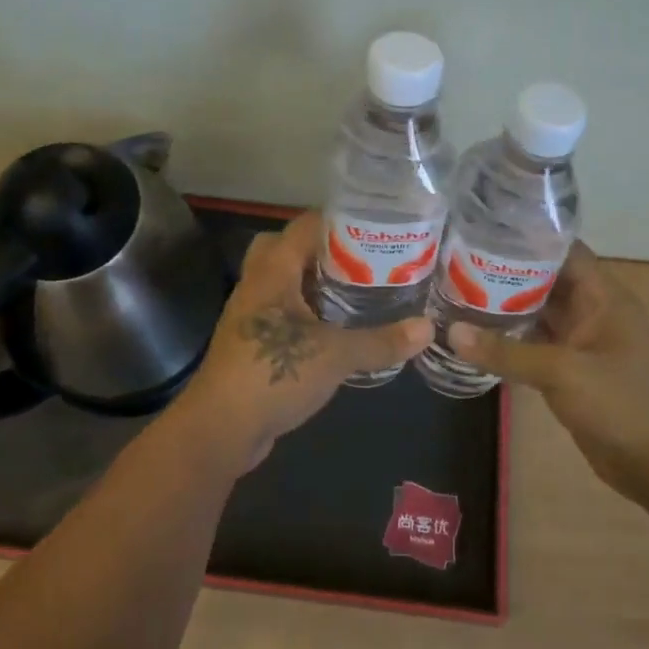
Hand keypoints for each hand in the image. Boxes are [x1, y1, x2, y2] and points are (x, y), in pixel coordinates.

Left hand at [175, 211, 433, 469]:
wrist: (220, 428)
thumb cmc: (273, 375)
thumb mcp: (336, 356)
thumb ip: (381, 341)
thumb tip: (428, 328)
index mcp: (272, 272)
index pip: (303, 226)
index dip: (338, 220)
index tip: (376, 227)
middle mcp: (257, 285)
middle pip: (286, 248)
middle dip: (322, 250)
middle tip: (362, 260)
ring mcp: (251, 315)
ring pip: (283, 283)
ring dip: (313, 283)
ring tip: (358, 290)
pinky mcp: (251, 344)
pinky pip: (282, 313)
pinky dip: (306, 313)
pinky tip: (336, 330)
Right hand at [447, 243, 648, 505]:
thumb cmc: (621, 404)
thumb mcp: (563, 372)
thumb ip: (507, 351)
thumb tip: (450, 331)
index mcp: (604, 297)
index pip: (565, 251)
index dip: (529, 238)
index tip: (484, 230)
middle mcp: (593, 312)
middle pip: (546, 280)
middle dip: (507, 271)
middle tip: (457, 261)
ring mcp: (581, 342)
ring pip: (538, 313)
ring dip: (504, 305)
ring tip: (457, 290)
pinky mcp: (570, 369)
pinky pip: (535, 344)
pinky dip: (509, 338)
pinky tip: (474, 334)